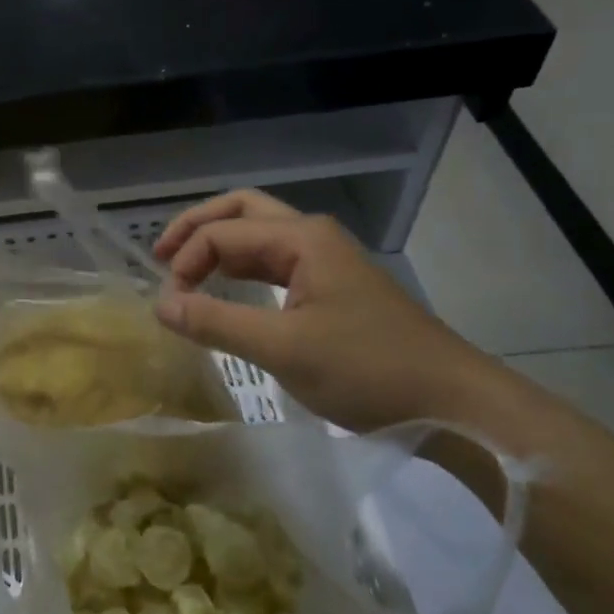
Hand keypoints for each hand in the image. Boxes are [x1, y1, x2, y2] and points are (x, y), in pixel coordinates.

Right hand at [151, 190, 501, 432]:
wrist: (453, 403)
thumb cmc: (368, 371)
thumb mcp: (283, 348)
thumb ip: (216, 322)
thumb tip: (161, 304)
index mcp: (302, 239)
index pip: (223, 233)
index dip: (186, 262)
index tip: (169, 306)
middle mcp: (312, 237)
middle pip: (242, 211)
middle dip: (197, 227)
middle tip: (160, 256)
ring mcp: (326, 260)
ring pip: (259, 236)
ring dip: (219, 246)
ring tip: (184, 271)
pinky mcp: (333, 288)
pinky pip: (274, 263)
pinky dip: (242, 269)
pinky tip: (228, 289)